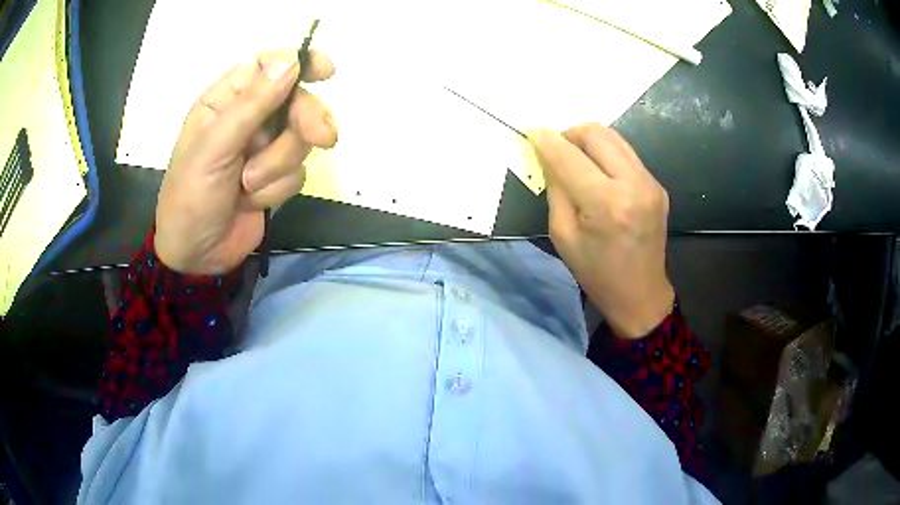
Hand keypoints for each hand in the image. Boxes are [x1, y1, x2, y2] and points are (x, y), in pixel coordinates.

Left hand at [154, 50, 337, 274]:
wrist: (196, 256)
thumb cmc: (191, 196)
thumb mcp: (214, 148)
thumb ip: (251, 104)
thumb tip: (292, 61)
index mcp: (226, 100)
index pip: (268, 65)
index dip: (299, 63)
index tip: (326, 72)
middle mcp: (248, 118)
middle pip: (296, 101)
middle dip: (306, 122)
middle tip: (322, 139)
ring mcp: (263, 148)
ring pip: (299, 140)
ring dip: (277, 166)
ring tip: (248, 186)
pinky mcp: (275, 177)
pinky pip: (297, 172)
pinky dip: (277, 189)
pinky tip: (252, 201)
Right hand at [530, 124, 674, 338]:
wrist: (640, 293)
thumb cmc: (596, 272)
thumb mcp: (563, 234)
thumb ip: (556, 188)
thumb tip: (549, 154)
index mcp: (606, 204)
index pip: (569, 156)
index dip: (547, 141)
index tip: (532, 132)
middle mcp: (633, 184)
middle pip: (596, 134)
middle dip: (571, 134)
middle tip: (557, 149)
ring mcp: (650, 183)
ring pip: (614, 138)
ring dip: (590, 141)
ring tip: (576, 159)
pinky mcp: (657, 185)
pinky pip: (626, 154)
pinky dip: (607, 154)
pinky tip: (599, 174)